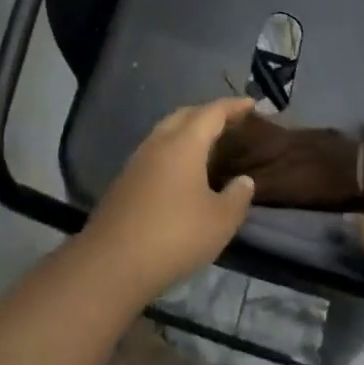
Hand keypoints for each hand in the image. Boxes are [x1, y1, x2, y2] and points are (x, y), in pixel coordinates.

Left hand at [82, 97, 257, 300]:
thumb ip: (237, 197)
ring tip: (208, 145)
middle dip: (208, 113)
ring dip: (187, 131)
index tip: (251, 103)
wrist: (113, 261)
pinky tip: (181, 172)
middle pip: (185, 115)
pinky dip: (173, 150)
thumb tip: (244, 181)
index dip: (233, 106)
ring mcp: (137, 160)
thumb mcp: (219, 221)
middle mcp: (158, 143)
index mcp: (183, 143)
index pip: (211, 113)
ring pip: (166, 132)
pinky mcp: (125, 180)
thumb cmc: (174, 235)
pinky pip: (155, 152)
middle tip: (230, 122)